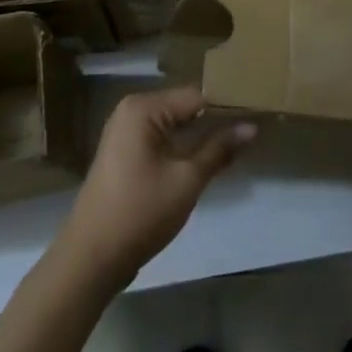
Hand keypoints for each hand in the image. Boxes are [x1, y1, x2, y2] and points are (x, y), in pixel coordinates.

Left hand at [58, 87, 255, 290]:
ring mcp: (127, 131)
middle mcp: (133, 110)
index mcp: (144, 107)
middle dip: (218, 118)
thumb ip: (219, 149)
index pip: (197, 95)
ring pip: (176, 124)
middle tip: (256, 126)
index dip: (229, 104)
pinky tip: (212, 156)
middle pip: (186, 106)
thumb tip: (252, 127)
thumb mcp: (187, 180)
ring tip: (242, 139)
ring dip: (204, 134)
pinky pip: (164, 138)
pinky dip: (186, 145)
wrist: (92, 257)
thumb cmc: (140, 212)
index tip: (260, 111)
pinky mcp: (127, 152)